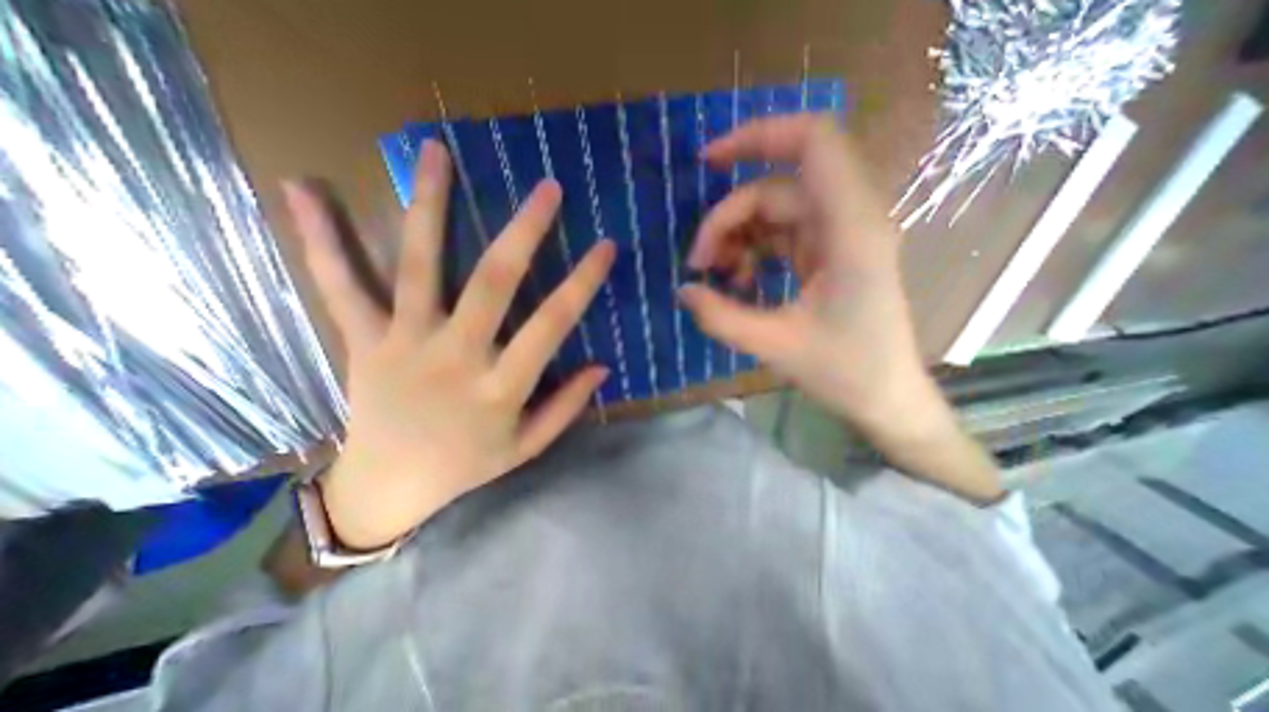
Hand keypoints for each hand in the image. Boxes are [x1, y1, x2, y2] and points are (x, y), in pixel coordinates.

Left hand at [282, 140, 614, 550]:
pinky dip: (322, 240)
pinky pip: (342, 287)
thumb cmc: (467, 466)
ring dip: (429, 206)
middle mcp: (455, 357)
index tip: (605, 246)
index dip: (582, 282)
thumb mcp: (526, 447)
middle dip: (524, 230)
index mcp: (500, 388)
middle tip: (547, 188)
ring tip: (435, 152)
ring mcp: (404, 343)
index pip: (552, 324)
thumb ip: (566, 407)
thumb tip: (602, 367)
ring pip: (419, 266)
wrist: (387, 489)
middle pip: (493, 282)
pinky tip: (304, 190)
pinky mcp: (364, 341)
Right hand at [678, 113, 934, 437]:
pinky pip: (779, 236)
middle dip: (727, 220)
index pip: (813, 143)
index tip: (708, 161)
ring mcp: (837, 237)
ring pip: (773, 212)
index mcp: (850, 230)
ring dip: (736, 238)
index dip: (759, 135)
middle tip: (699, 265)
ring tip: (716, 278)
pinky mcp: (827, 255)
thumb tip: (683, 291)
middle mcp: (848, 220)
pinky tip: (738, 282)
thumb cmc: (844, 372)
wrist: (885, 397)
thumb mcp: (775, 346)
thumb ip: (721, 317)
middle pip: (775, 189)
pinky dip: (752, 251)